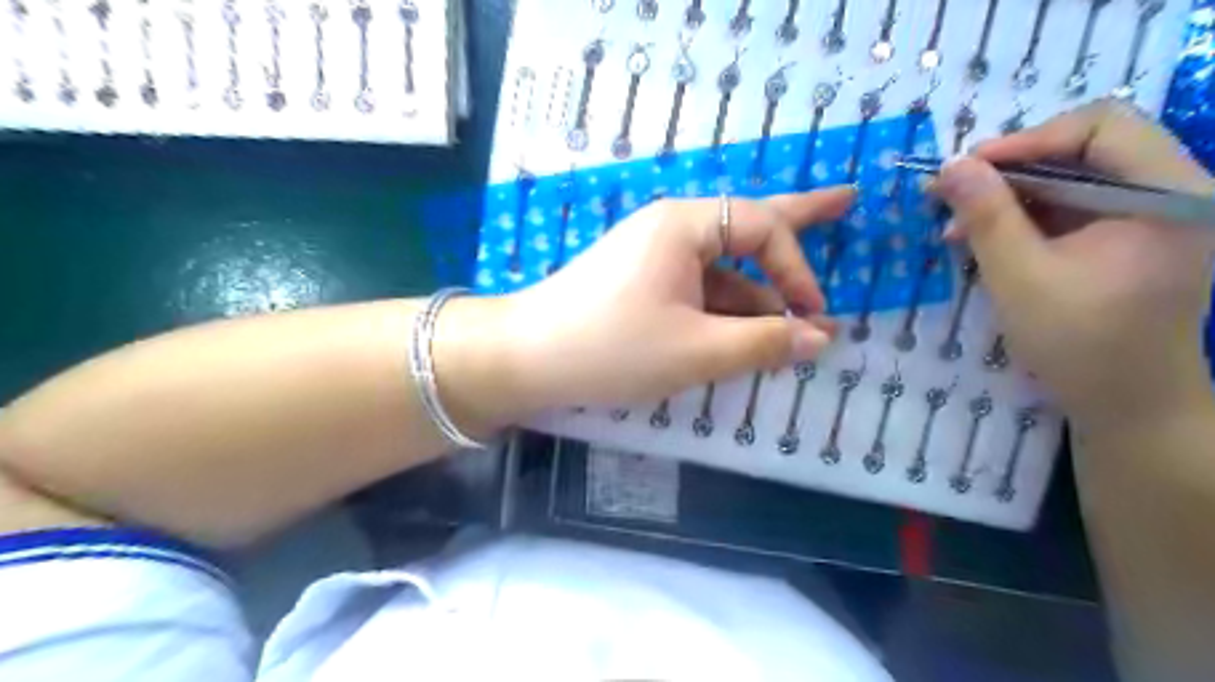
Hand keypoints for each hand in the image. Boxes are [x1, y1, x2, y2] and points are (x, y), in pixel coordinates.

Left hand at [490, 185, 851, 411]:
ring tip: (794, 322)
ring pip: (721, 269)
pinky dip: (724, 310)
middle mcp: (671, 229)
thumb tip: (820, 338)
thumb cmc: (612, 347)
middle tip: (846, 199)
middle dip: (799, 219)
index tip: (814, 316)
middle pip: (747, 223)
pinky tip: (743, 334)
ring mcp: (653, 256)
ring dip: (756, 296)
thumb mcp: (697, 351)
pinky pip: (696, 289)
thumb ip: (764, 342)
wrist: (526, 358)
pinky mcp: (641, 283)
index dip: (798, 269)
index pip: (763, 228)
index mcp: (684, 226)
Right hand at [932, 98, 1213, 427]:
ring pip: (1075, 177)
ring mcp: (1155, 214)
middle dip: (1012, 169)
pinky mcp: (1133, 236)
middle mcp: (1173, 191)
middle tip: (953, 194)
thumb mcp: (1019, 277)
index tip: (967, 169)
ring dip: (1012, 195)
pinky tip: (986, 238)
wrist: (1126, 403)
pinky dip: (1027, 217)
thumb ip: (986, 217)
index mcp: (1167, 194)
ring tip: (958, 224)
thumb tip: (951, 165)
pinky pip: (1075, 207)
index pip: (1102, 127)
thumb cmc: (1078, 343)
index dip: (1028, 139)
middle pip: (1088, 147)